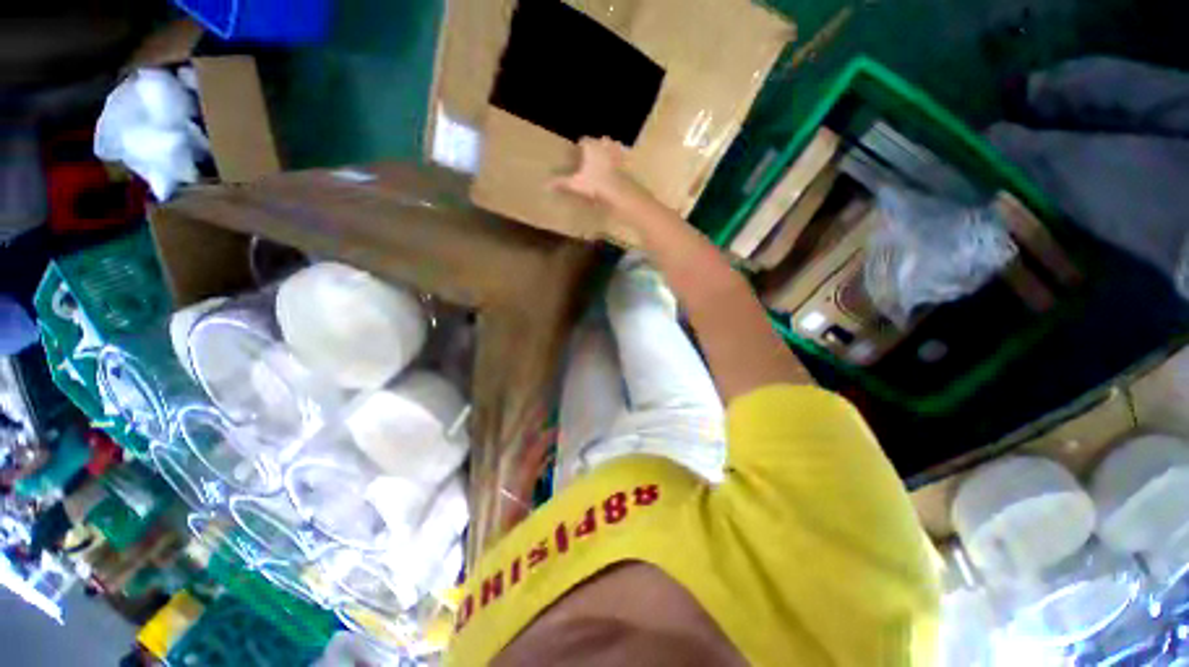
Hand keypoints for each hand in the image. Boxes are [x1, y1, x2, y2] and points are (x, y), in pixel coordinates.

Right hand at [551, 136, 628, 202]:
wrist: (617, 191)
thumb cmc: (594, 184)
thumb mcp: (575, 184)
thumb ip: (562, 182)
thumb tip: (545, 185)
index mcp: (591, 147)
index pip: (584, 140)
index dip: (581, 145)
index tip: (578, 151)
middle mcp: (604, 146)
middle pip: (601, 140)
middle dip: (597, 145)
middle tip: (593, 153)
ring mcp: (617, 153)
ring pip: (613, 146)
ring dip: (610, 149)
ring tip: (606, 157)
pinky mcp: (626, 164)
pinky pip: (623, 158)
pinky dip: (620, 160)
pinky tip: (617, 167)